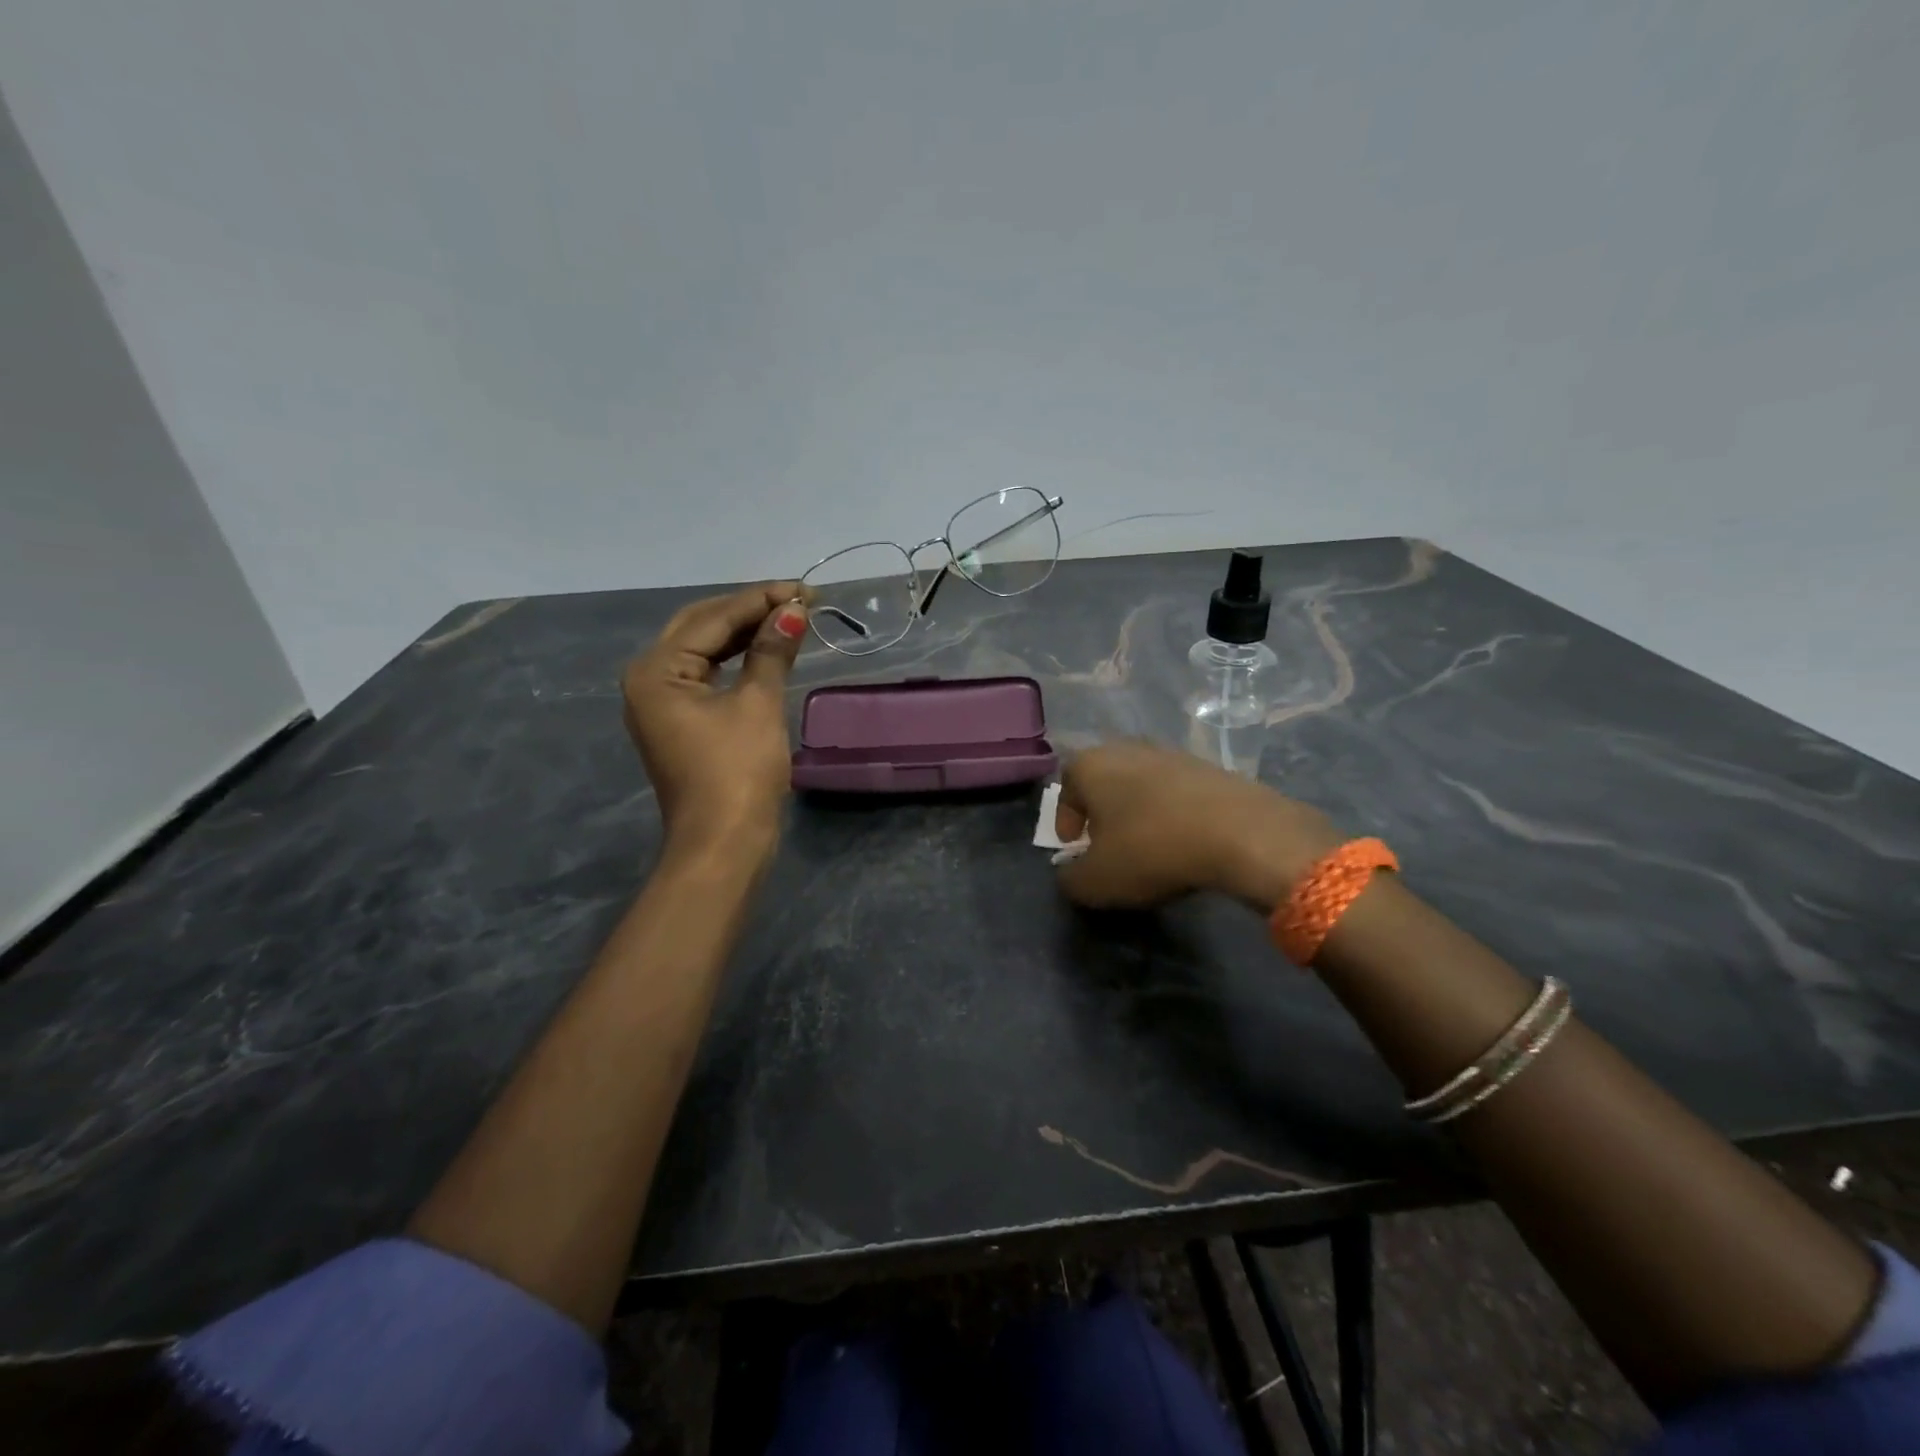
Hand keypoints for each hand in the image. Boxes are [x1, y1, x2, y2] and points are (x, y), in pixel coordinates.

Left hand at [622, 583, 809, 858]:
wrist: (724, 844)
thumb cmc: (738, 772)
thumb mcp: (758, 704)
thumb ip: (772, 651)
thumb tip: (793, 610)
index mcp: (656, 670)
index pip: (712, 619)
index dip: (759, 600)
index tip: (802, 588)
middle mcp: (648, 680)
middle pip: (701, 628)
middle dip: (749, 611)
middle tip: (796, 600)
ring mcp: (662, 704)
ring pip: (704, 651)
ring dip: (745, 634)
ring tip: (788, 619)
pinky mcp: (681, 723)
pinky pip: (708, 676)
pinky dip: (737, 661)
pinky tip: (766, 651)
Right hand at [1054, 741, 1342, 910]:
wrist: (1240, 832)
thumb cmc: (1151, 850)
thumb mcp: (1097, 881)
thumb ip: (1071, 880)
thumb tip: (1071, 874)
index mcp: (1090, 765)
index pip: (1065, 788)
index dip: (1065, 820)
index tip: (1075, 847)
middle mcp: (1125, 748)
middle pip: (1103, 781)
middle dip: (1102, 812)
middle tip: (1107, 845)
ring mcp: (1170, 753)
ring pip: (1140, 783)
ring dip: (1138, 811)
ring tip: (1147, 845)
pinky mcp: (1208, 766)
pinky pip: (1176, 791)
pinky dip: (1172, 812)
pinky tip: (1183, 840)